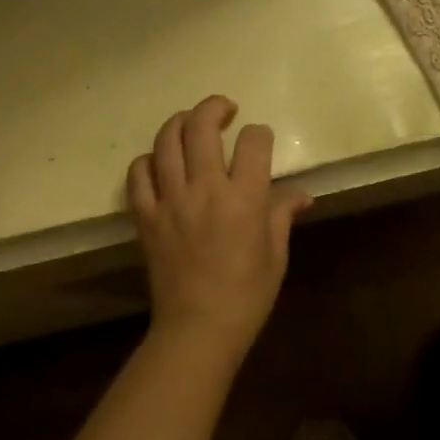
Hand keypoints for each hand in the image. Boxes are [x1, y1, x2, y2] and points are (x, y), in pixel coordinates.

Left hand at [127, 96, 309, 358]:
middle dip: (215, 107)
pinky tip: (161, 163)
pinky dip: (148, 160)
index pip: (254, 140)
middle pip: (201, 126)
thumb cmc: (246, 295)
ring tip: (192, 125)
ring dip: (180, 122)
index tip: (261, 142)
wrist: (197, 332)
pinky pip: (138, 175)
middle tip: (225, 110)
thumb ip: (282, 213)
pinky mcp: (146, 218)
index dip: (260, 134)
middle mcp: (205, 190)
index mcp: (244, 198)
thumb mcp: (276, 254)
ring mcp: (170, 201)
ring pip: (166, 141)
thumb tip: (301, 193)